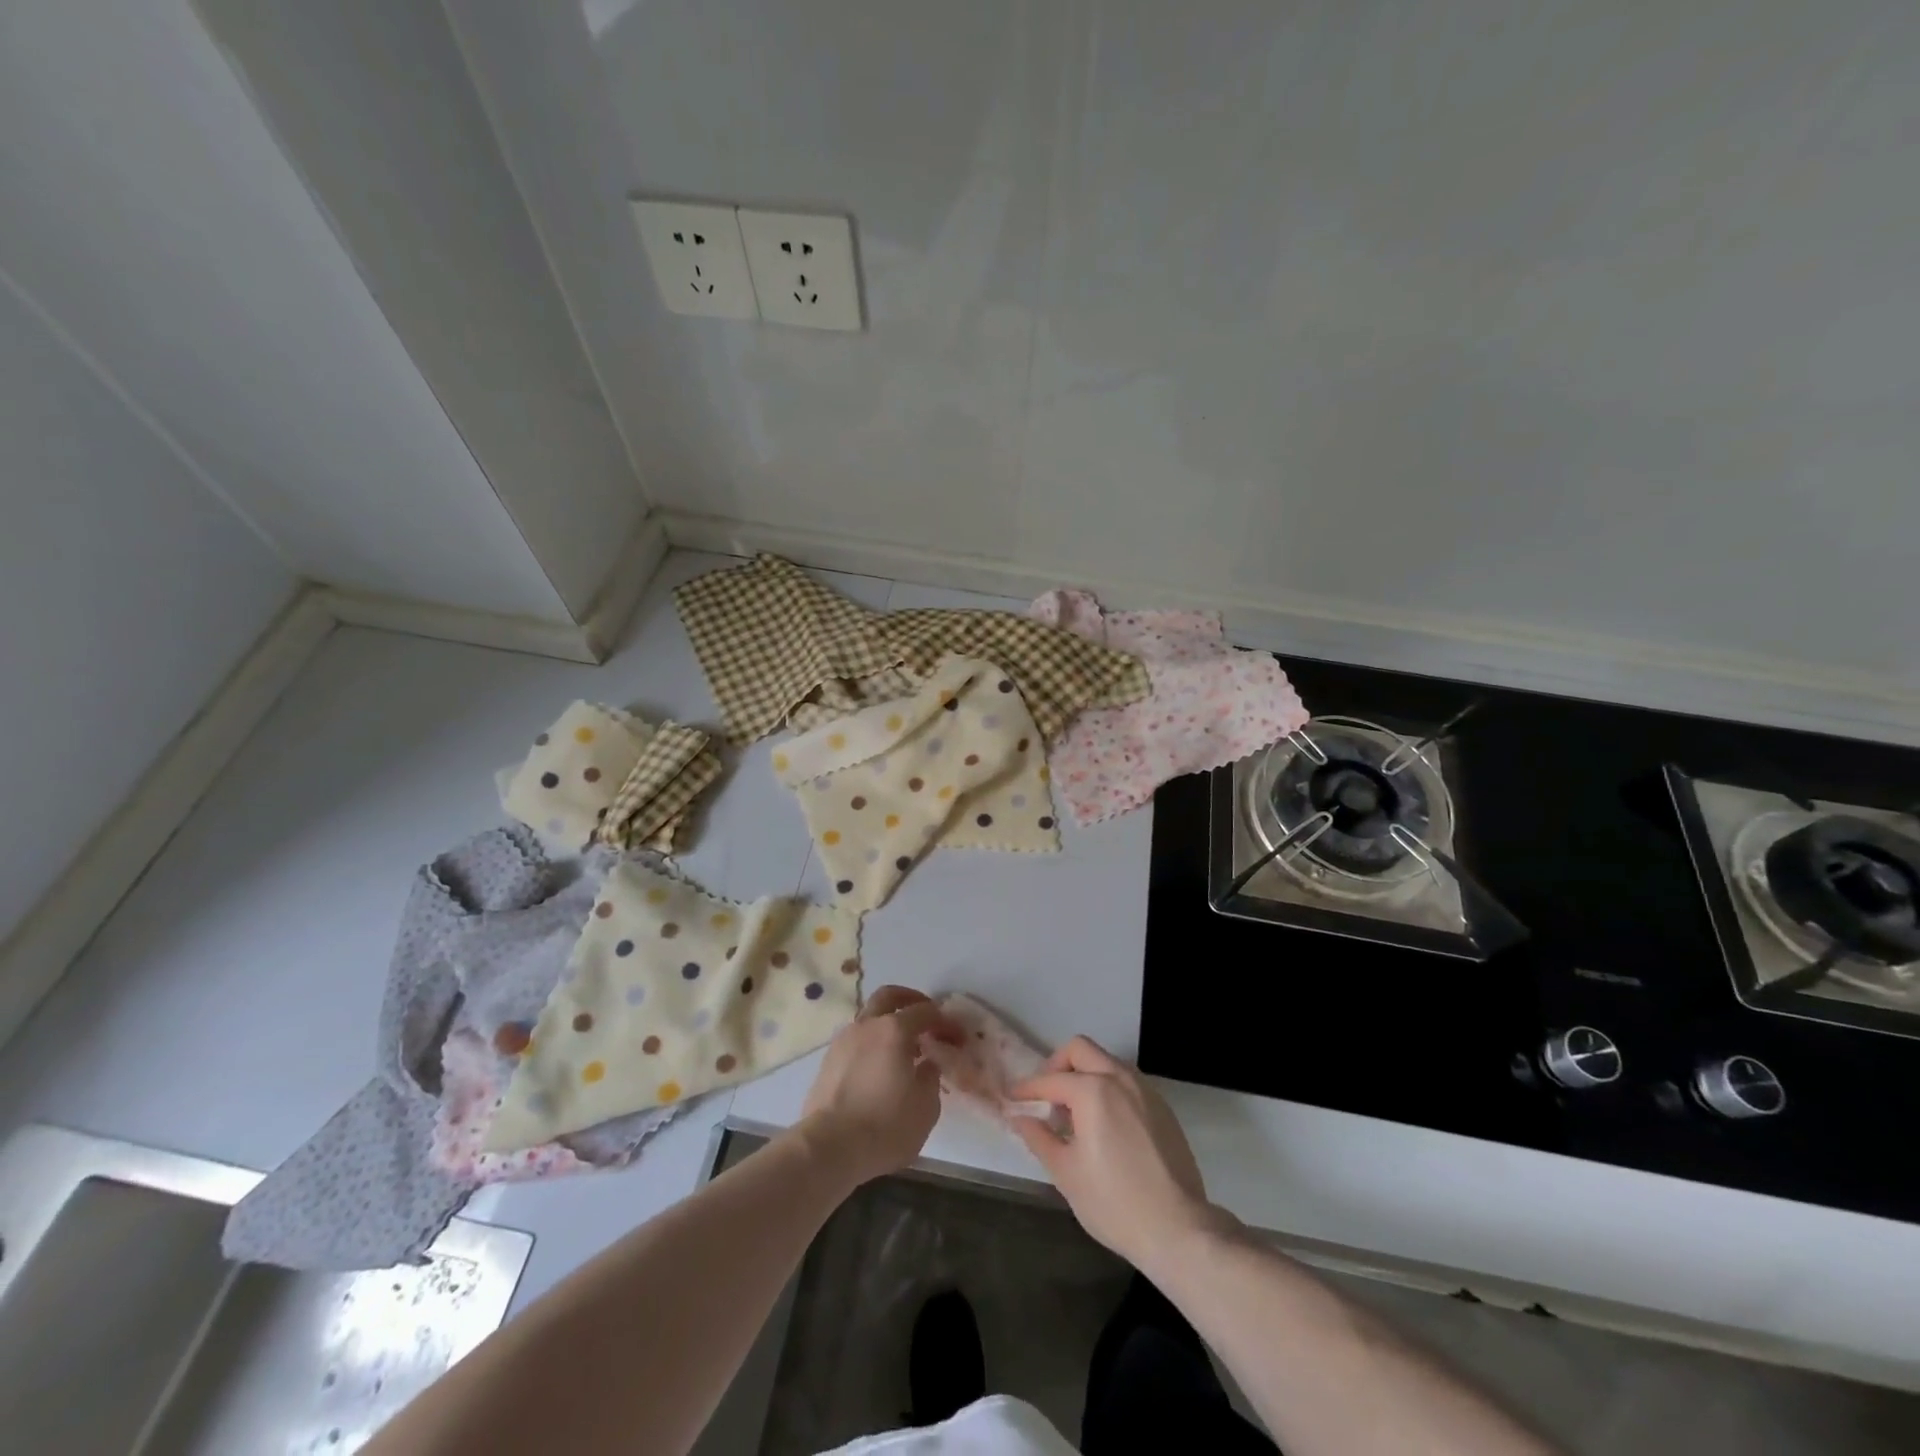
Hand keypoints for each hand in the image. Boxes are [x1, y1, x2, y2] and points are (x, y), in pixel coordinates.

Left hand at [799, 985, 961, 1188]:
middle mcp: (867, 1025)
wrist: (829, 1148)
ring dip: (887, 1022)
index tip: (956, 1037)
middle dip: (910, 999)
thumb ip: (931, 1077)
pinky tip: (878, 1065)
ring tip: (901, 1046)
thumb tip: (927, 1063)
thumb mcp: (925, 1107)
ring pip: (869, 1017)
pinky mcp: (828, 1060)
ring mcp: (844, 1040)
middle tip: (925, 1015)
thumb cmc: (885, 1127)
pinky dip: (871, 1042)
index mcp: (895, 1030)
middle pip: (889, 996)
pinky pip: (856, 1039)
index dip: (945, 1021)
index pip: (926, 1012)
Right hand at [1010, 1037, 1220, 1269]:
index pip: (1050, 1080)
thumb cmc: (1114, 1202)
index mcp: (1093, 1090)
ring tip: (1075, 1113)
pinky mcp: (1162, 1107)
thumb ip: (1039, 1137)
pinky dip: (1108, 1089)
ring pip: (1106, 1062)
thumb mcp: (1066, 1173)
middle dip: (1057, 1066)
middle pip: (1080, 1050)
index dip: (1027, 1090)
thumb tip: (1020, 1117)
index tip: (1012, 1099)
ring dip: (1085, 1075)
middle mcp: (1120, 1078)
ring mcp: (1145, 1089)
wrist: (1178, 1228)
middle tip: (1046, 1097)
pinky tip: (1104, 1125)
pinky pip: (1127, 1082)